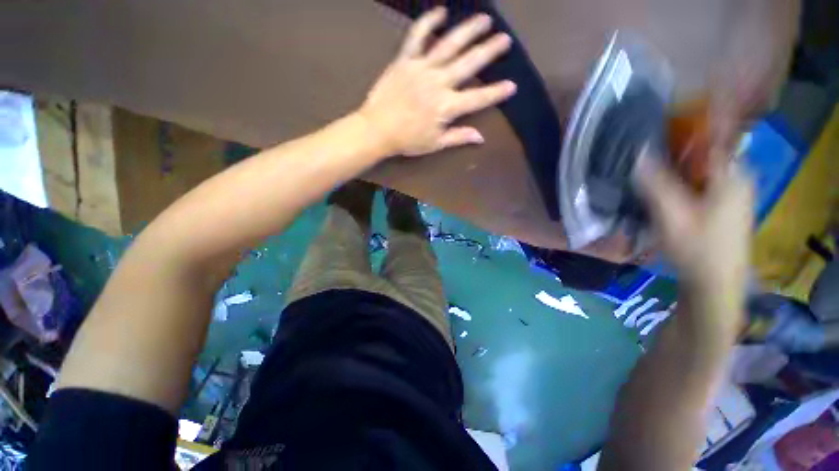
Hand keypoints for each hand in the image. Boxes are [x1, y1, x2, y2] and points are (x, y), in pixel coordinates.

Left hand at [358, 7, 516, 156]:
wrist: (377, 129)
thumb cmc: (407, 140)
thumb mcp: (435, 144)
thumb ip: (458, 137)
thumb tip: (481, 137)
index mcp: (446, 107)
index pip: (477, 98)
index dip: (496, 92)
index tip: (512, 85)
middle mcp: (438, 83)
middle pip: (468, 63)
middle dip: (489, 51)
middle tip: (505, 39)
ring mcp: (422, 68)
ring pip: (449, 45)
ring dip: (468, 30)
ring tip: (484, 19)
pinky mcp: (405, 60)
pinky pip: (417, 36)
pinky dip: (428, 23)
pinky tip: (441, 12)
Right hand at [633, 149, 752, 334]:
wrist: (716, 284)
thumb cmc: (697, 248)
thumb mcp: (671, 214)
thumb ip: (655, 183)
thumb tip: (637, 152)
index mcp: (730, 175)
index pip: (710, 138)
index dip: (684, 130)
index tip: (656, 131)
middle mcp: (737, 178)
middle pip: (704, 153)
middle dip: (677, 152)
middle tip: (647, 157)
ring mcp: (733, 193)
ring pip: (702, 169)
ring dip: (678, 169)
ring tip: (651, 173)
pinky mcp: (726, 206)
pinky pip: (703, 183)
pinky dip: (684, 182)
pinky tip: (667, 193)